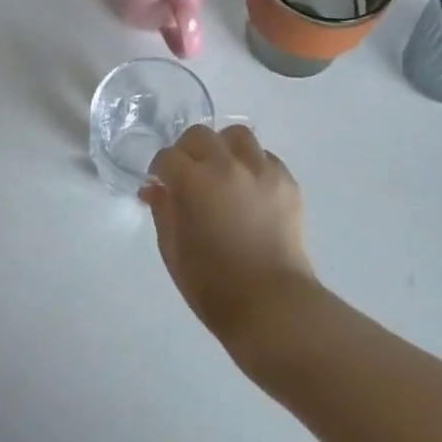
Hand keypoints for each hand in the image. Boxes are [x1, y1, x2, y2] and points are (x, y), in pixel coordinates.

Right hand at [141, 124, 319, 349]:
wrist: (272, 306)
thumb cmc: (213, 286)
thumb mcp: (173, 251)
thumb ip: (162, 212)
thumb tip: (154, 189)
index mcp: (193, 182)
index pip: (167, 157)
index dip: (159, 170)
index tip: (160, 184)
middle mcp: (227, 165)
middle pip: (200, 135)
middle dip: (187, 151)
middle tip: (188, 175)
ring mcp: (261, 170)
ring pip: (237, 135)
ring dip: (223, 148)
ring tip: (222, 171)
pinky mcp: (287, 182)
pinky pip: (266, 157)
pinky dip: (252, 164)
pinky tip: (249, 188)